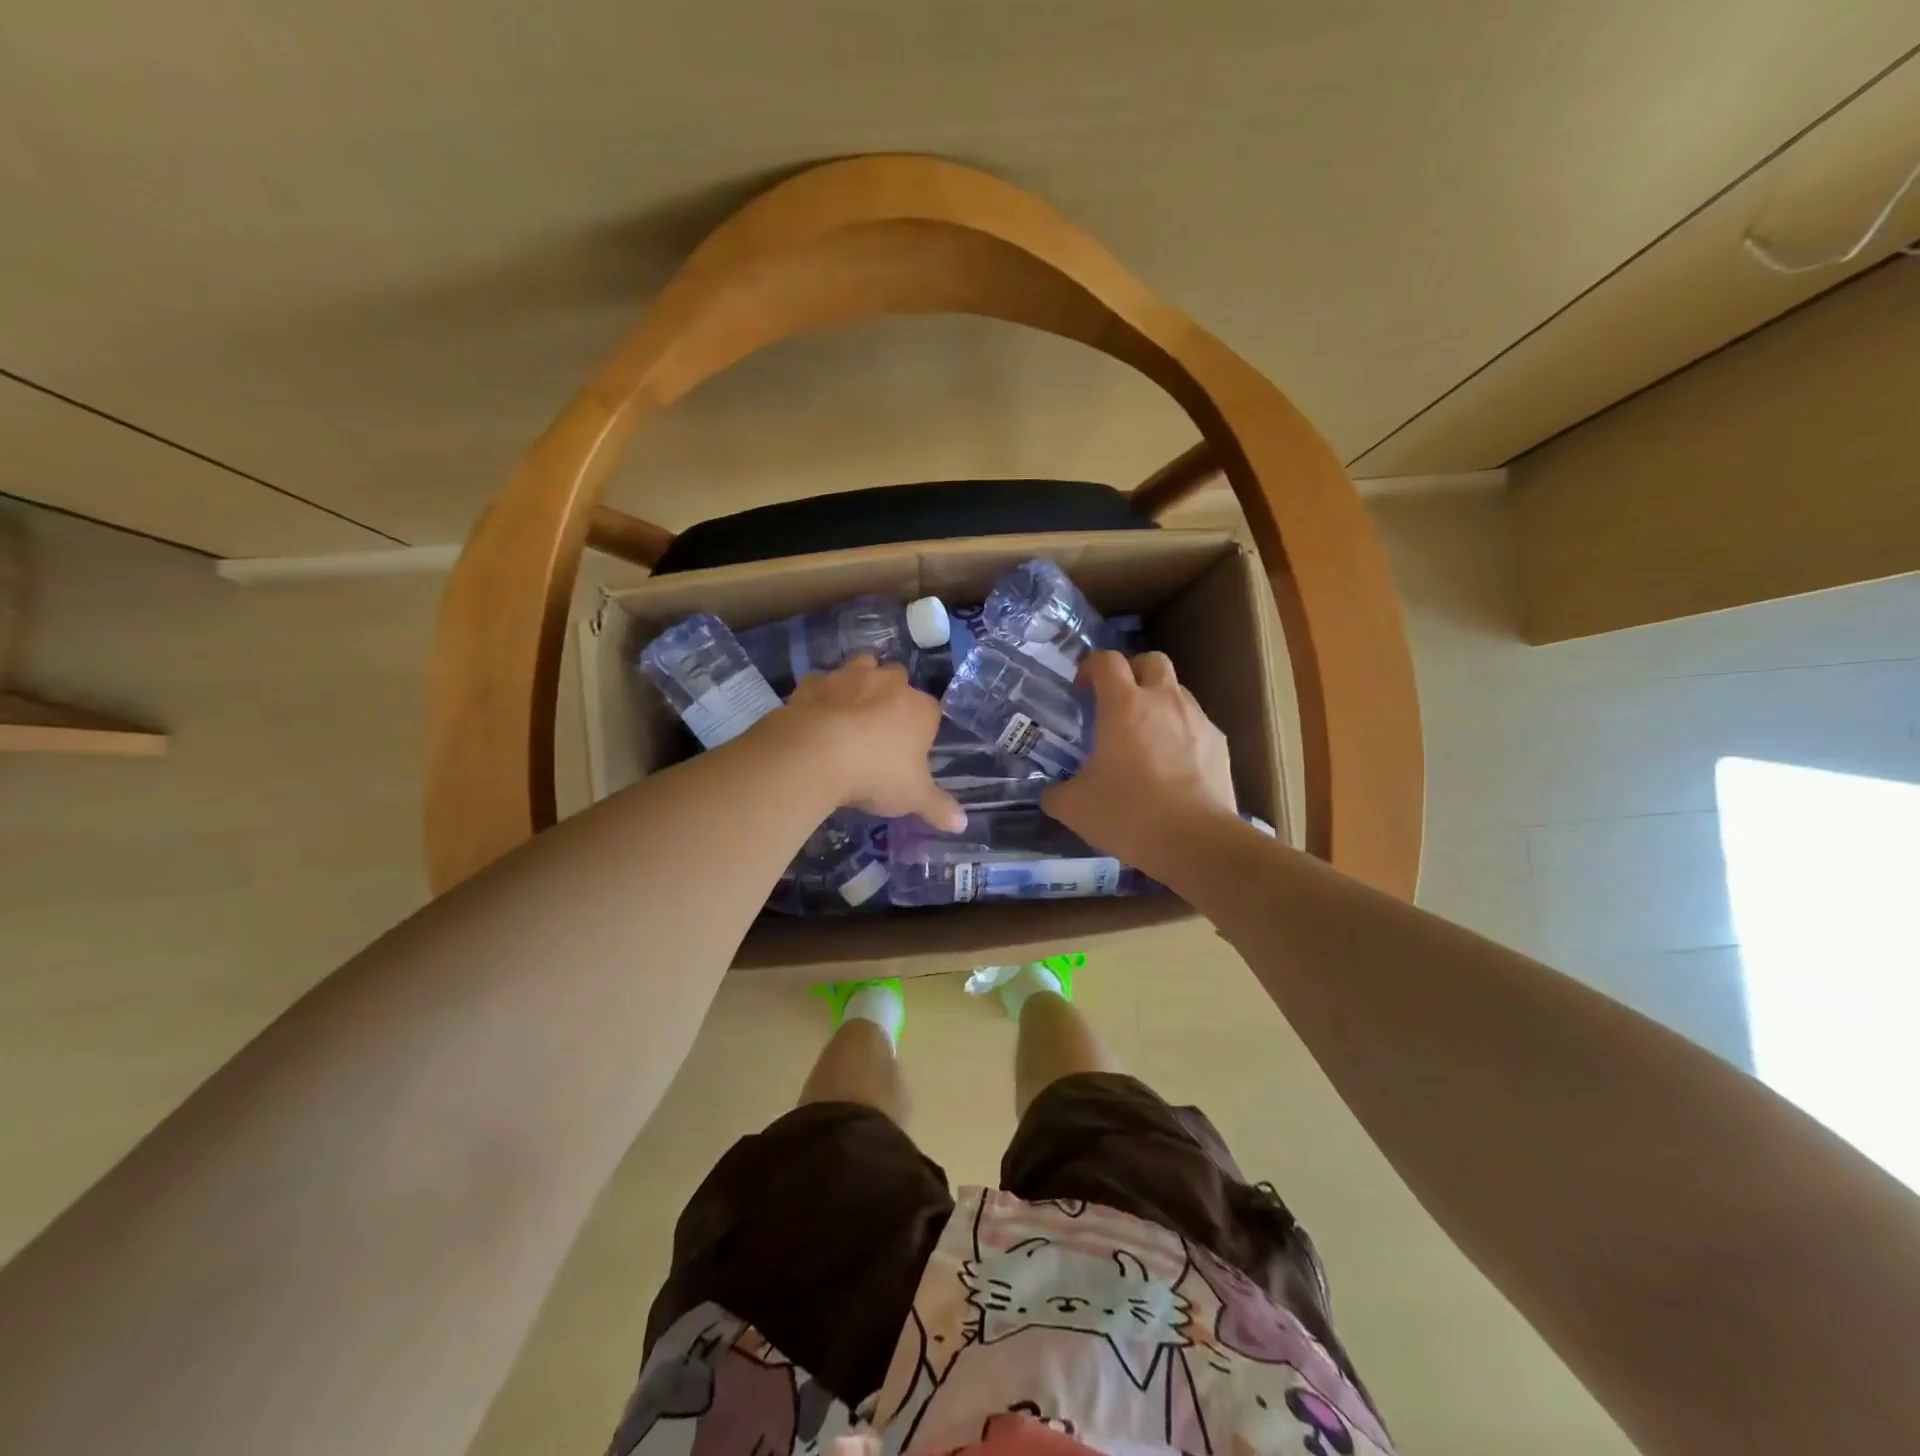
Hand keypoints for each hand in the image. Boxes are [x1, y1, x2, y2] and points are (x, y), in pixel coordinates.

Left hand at [778, 655, 966, 830]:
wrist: (814, 754)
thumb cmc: (876, 774)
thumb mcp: (913, 797)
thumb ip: (938, 807)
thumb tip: (962, 824)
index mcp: (920, 709)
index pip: (931, 711)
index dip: (922, 729)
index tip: (910, 751)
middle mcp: (888, 683)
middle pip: (898, 679)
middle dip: (892, 695)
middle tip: (880, 727)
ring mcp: (849, 677)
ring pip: (861, 666)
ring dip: (859, 683)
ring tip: (850, 711)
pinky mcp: (813, 683)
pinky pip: (821, 683)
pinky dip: (821, 696)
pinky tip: (816, 716)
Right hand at [1043, 651, 1237, 876]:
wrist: (1195, 841)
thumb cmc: (1128, 813)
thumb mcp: (1074, 807)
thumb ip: (1057, 793)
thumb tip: (1051, 793)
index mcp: (1123, 706)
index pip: (1107, 660)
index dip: (1091, 667)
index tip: (1082, 690)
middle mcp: (1163, 701)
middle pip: (1151, 660)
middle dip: (1132, 672)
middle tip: (1116, 703)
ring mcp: (1197, 720)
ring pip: (1176, 691)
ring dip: (1158, 703)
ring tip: (1145, 738)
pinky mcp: (1219, 744)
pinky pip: (1195, 724)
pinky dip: (1180, 733)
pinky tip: (1172, 766)